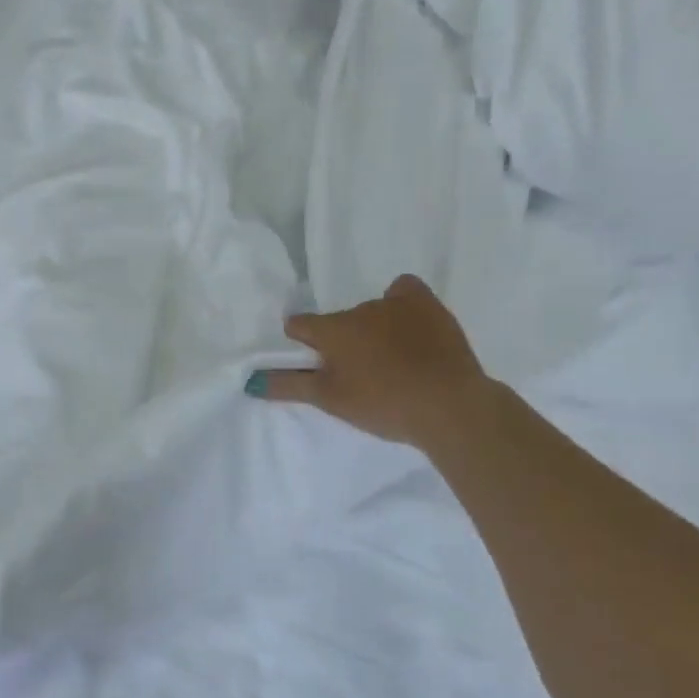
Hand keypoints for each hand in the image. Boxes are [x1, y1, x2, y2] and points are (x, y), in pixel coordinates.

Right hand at [249, 276, 490, 449]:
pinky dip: (400, 305)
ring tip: (390, 361)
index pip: (300, 325)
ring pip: (370, 311)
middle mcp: (359, 308)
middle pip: (338, 321)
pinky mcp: (428, 304)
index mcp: (332, 330)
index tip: (316, 365)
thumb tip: (249, 381)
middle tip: (357, 374)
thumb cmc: (382, 404)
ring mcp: (396, 303)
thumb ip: (289, 386)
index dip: (302, 344)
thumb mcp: (330, 400)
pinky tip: (409, 328)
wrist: (449, 406)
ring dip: (371, 329)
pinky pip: (404, 292)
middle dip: (341, 341)